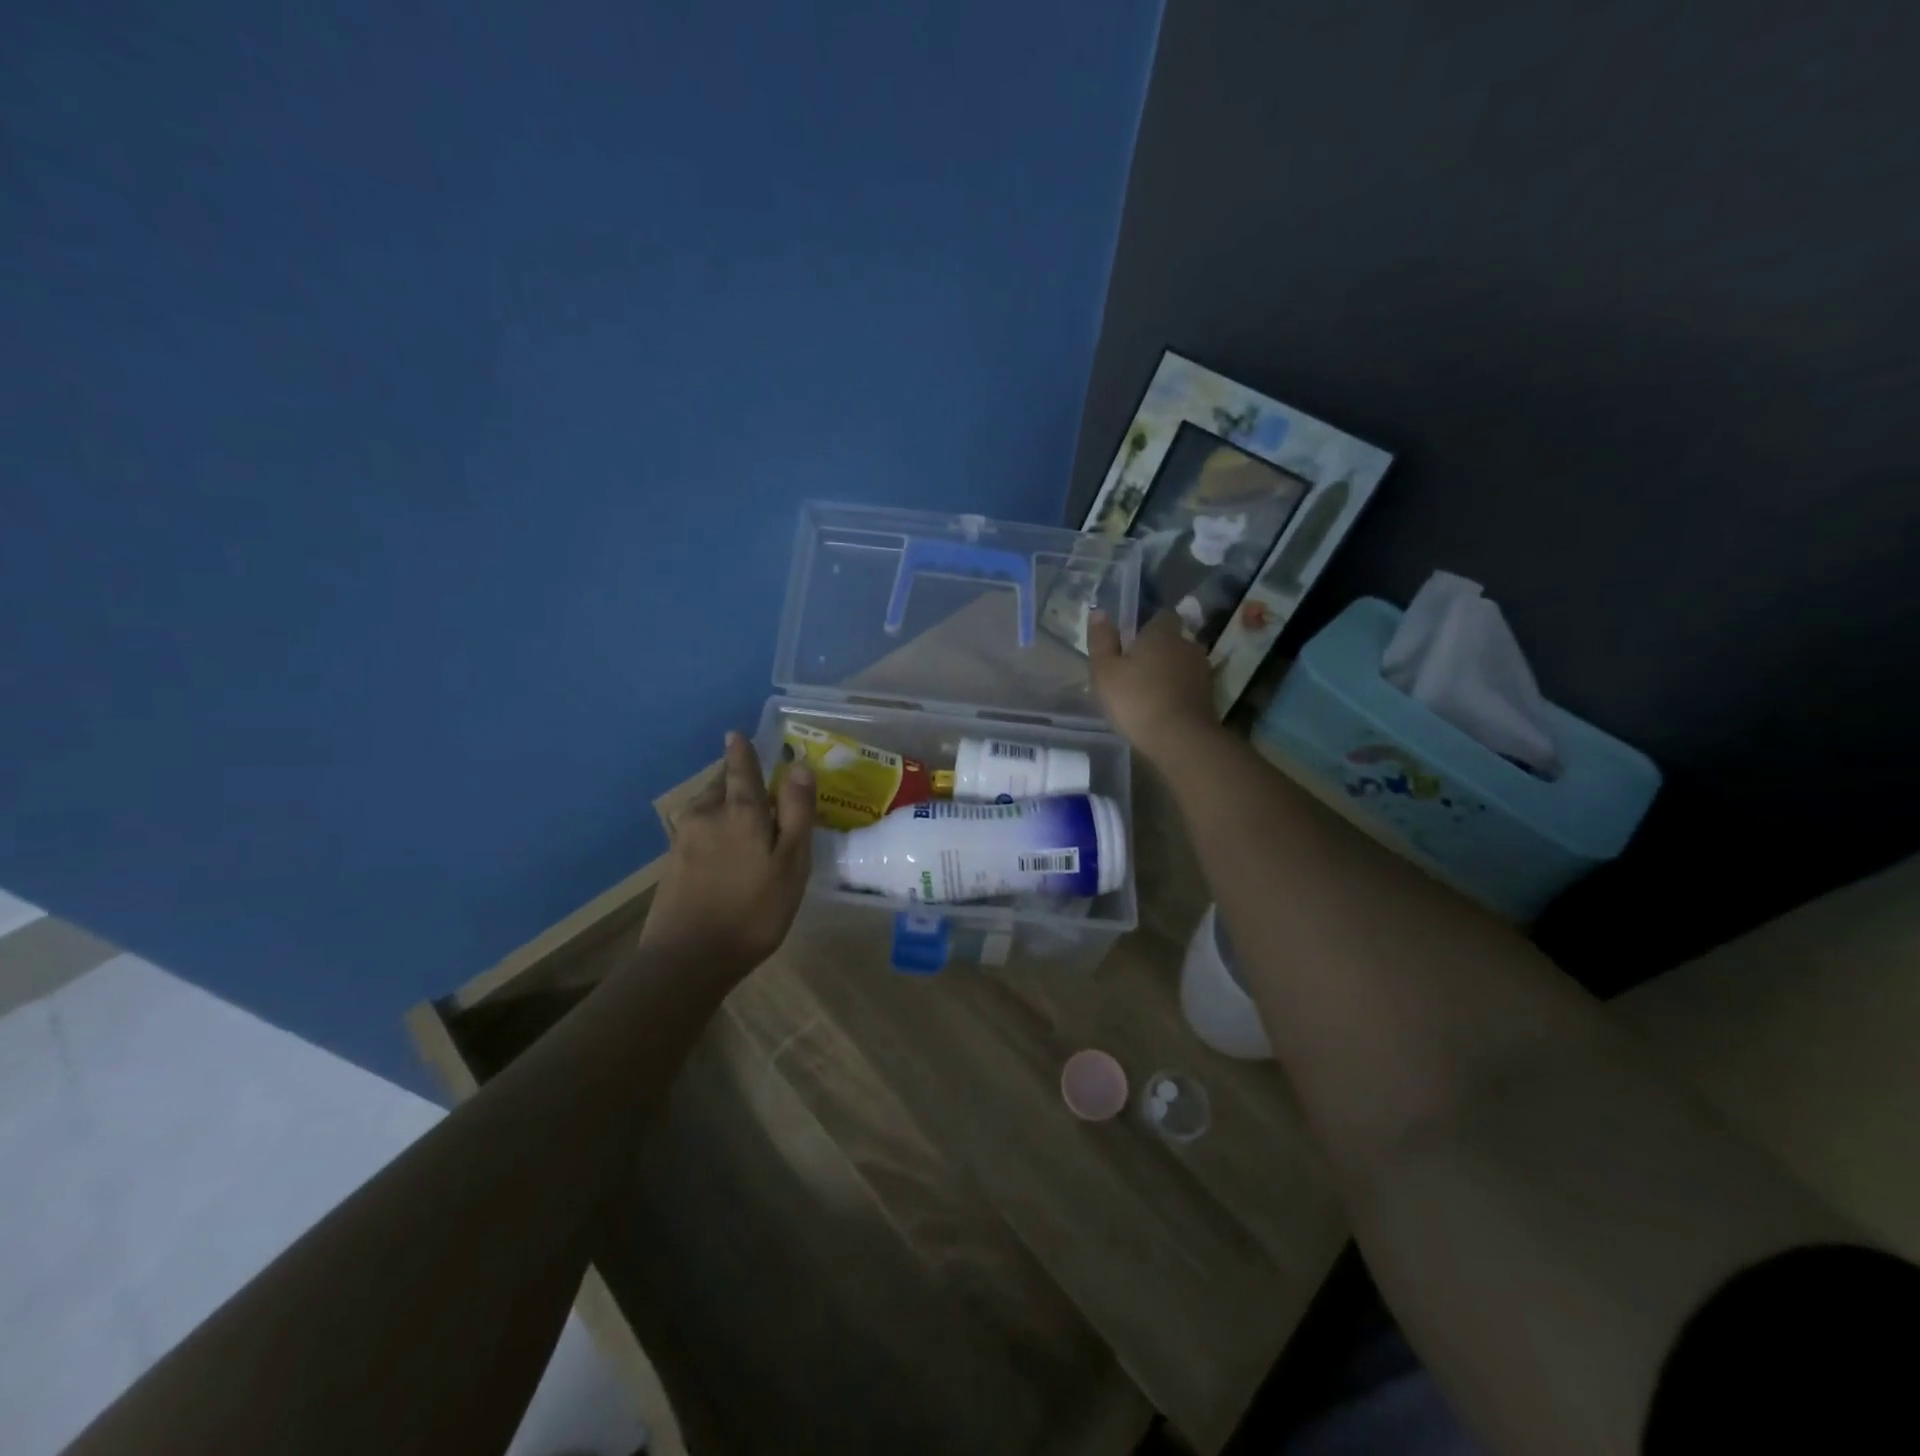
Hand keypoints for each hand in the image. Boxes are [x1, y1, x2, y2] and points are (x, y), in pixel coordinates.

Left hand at [641, 732, 815, 973]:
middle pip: (719, 784)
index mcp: (740, 811)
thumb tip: (800, 767)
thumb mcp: (791, 862)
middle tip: (750, 778)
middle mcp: (707, 815)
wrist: (688, 958)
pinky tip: (721, 844)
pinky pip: (697, 829)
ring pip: (706, 806)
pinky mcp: (672, 863)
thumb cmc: (753, 910)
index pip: (741, 769)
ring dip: (721, 801)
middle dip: (733, 777)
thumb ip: (796, 813)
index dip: (741, 751)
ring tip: (739, 811)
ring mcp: (684, 839)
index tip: (736, 734)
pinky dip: (711, 825)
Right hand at [1088, 610, 1221, 765]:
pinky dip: (1178, 692)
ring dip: (1169, 673)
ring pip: (1182, 664)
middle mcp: (1187, 645)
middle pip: (1173, 641)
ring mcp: (1202, 672)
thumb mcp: (1105, 671)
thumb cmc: (1136, 700)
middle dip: (1158, 651)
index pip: (1162, 616)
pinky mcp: (1210, 697)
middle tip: (1135, 670)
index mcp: (1162, 633)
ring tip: (1148, 692)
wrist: (1181, 739)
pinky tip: (1162, 708)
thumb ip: (1101, 641)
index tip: (1132, 641)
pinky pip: (1189, 686)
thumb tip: (1099, 612)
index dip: (1148, 626)